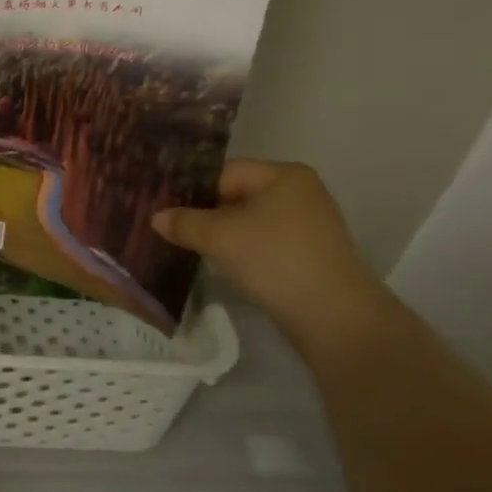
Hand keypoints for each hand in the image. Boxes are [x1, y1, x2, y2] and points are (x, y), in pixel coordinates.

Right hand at [151, 160, 386, 350]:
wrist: (335, 318)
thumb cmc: (276, 261)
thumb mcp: (219, 237)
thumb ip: (184, 222)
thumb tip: (156, 217)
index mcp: (283, 174)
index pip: (224, 173)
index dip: (193, 191)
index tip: (166, 212)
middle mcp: (300, 192)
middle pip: (236, 196)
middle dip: (205, 214)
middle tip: (174, 231)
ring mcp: (308, 224)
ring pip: (249, 221)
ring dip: (223, 235)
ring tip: (194, 249)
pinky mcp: (310, 253)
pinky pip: (264, 242)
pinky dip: (243, 251)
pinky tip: (225, 266)